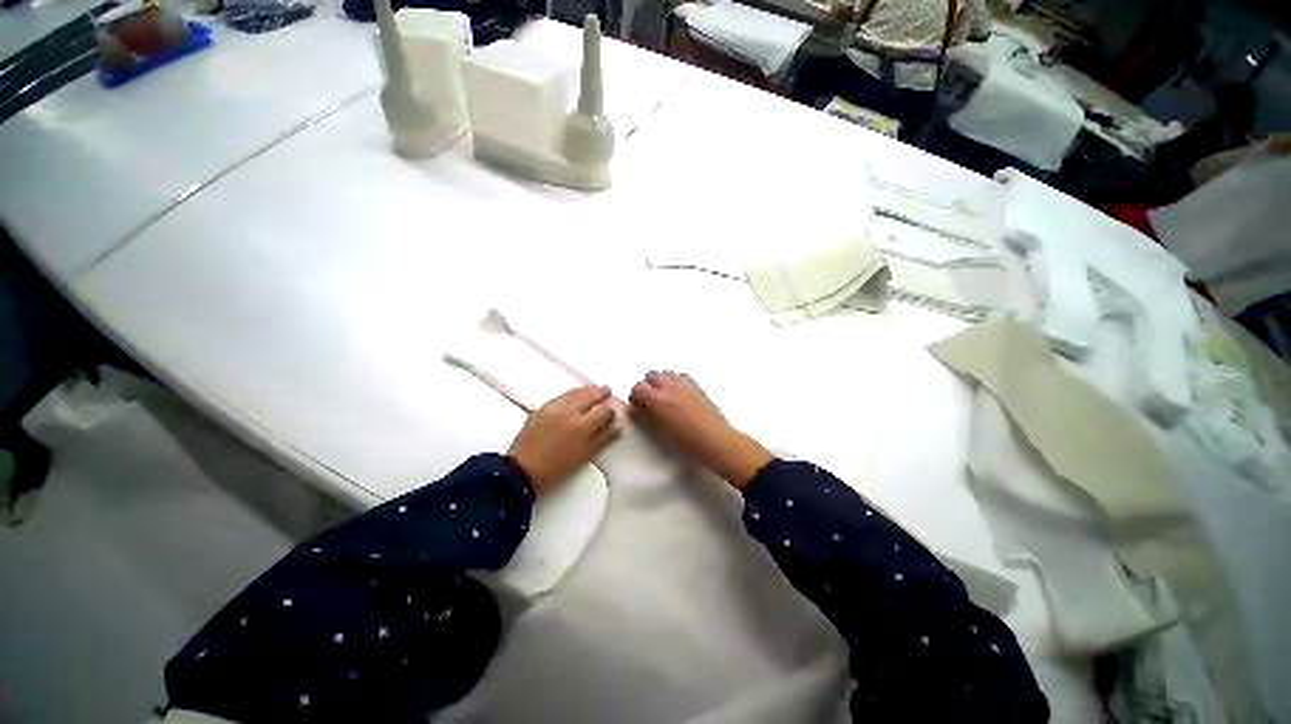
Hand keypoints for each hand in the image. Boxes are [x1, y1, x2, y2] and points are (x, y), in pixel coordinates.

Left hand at [508, 385, 619, 496]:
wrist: (520, 471)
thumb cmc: (556, 469)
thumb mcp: (583, 456)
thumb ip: (602, 439)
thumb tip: (618, 427)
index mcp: (582, 426)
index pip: (604, 410)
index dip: (612, 410)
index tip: (615, 411)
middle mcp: (569, 412)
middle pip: (590, 395)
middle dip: (601, 393)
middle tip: (608, 391)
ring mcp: (554, 408)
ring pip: (575, 392)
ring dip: (587, 389)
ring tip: (594, 389)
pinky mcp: (541, 408)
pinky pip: (561, 395)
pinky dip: (572, 393)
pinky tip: (574, 394)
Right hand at [629, 371, 771, 488]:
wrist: (716, 441)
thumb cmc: (688, 443)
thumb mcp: (662, 430)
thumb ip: (651, 414)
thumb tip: (644, 408)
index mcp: (659, 400)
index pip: (638, 387)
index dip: (635, 396)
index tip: (637, 405)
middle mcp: (670, 387)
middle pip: (651, 375)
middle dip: (647, 385)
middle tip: (649, 399)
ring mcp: (685, 384)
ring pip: (666, 373)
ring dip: (662, 381)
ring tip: (664, 396)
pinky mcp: (697, 386)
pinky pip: (681, 376)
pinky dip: (676, 381)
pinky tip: (679, 395)